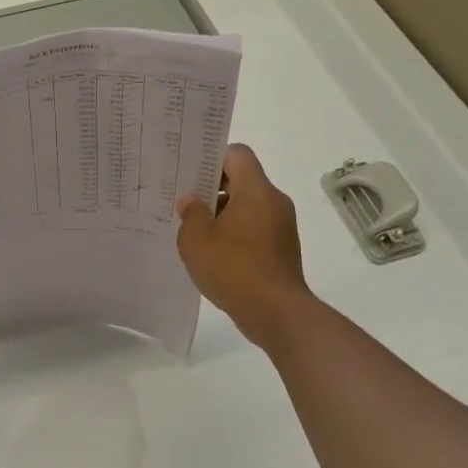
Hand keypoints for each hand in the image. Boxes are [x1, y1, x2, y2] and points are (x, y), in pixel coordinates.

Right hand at [176, 143, 313, 349]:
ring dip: (223, 213)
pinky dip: (236, 233)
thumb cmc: (234, 268)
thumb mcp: (197, 239)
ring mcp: (282, 226)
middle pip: (242, 179)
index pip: (237, 154)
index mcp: (256, 190)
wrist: (276, 313)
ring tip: (196, 232)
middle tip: (185, 202)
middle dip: (213, 188)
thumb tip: (192, 200)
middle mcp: (274, 201)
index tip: (190, 174)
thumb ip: (191, 213)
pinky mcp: (282, 248)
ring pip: (248, 205)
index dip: (212, 158)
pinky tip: (215, 253)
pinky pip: (255, 227)